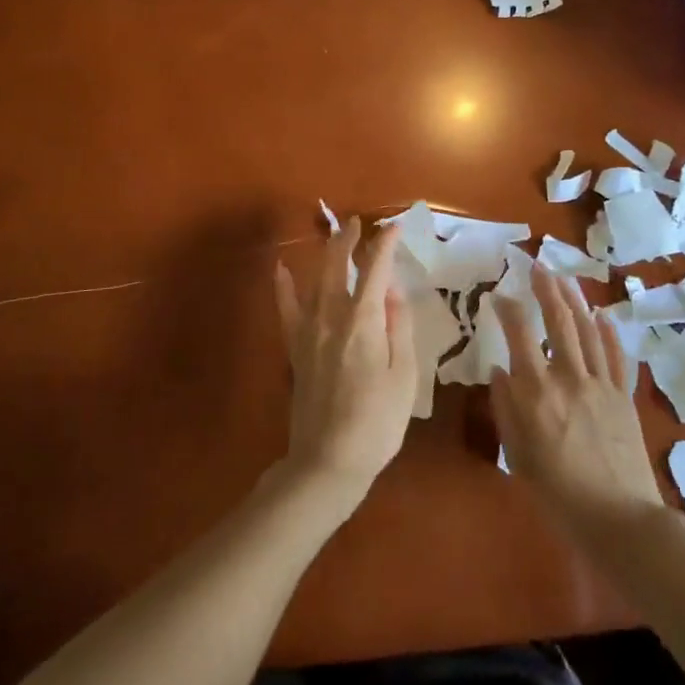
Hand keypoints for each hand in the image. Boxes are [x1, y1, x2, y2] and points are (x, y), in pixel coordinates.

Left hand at [272, 217, 419, 515]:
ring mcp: (308, 332)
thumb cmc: (377, 422)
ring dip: (325, 255)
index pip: (375, 271)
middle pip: (337, 266)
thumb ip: (399, 328)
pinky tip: (280, 268)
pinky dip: (283, 286)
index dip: (384, 245)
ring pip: (314, 281)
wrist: (328, 460)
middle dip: (348, 240)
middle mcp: (332, 317)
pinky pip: (286, 309)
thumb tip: (393, 291)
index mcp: (364, 322)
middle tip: (358, 224)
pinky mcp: (295, 349)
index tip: (393, 227)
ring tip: (334, 237)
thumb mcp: (404, 376)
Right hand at [491, 264, 665, 544]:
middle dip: (547, 289)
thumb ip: (506, 408)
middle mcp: (569, 377)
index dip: (508, 309)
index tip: (498, 296)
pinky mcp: (624, 397)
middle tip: (538, 266)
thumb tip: (500, 371)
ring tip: (565, 278)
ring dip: (576, 300)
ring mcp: (602, 384)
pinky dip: (610, 333)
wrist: (618, 518)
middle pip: (559, 322)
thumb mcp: (517, 453)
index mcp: (537, 392)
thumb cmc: (557, 492)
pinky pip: (618, 356)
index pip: (519, 335)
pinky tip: (603, 316)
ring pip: (589, 331)